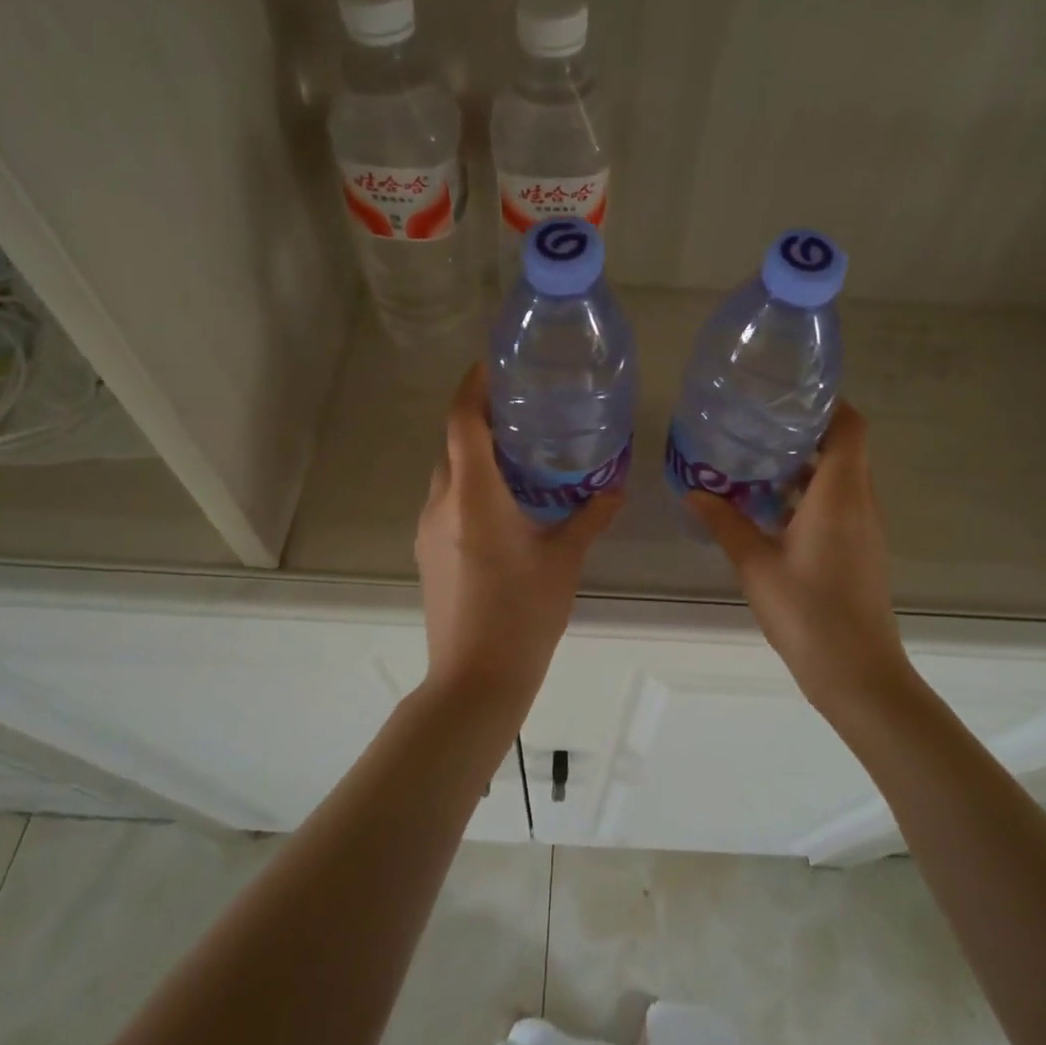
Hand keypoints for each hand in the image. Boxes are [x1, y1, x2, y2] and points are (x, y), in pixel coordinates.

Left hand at [416, 365, 622, 702]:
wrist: (474, 680)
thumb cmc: (522, 615)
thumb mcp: (564, 561)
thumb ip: (590, 517)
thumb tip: (617, 487)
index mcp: (474, 496)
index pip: (462, 421)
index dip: (474, 385)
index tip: (494, 363)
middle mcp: (442, 502)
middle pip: (453, 442)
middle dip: (480, 416)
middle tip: (522, 405)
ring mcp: (428, 528)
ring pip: (448, 471)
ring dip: (475, 452)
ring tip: (519, 447)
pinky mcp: (428, 550)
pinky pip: (447, 498)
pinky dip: (470, 483)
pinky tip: (505, 498)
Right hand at [686, 401, 910, 719]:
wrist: (858, 674)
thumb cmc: (808, 612)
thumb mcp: (755, 564)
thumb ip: (725, 522)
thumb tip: (693, 491)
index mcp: (839, 494)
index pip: (850, 427)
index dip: (828, 403)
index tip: (789, 394)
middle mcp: (859, 502)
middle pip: (844, 448)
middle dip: (806, 431)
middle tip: (758, 423)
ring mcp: (864, 528)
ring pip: (841, 477)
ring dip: (805, 465)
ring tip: (757, 459)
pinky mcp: (860, 549)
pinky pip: (838, 503)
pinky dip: (809, 493)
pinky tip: (770, 508)